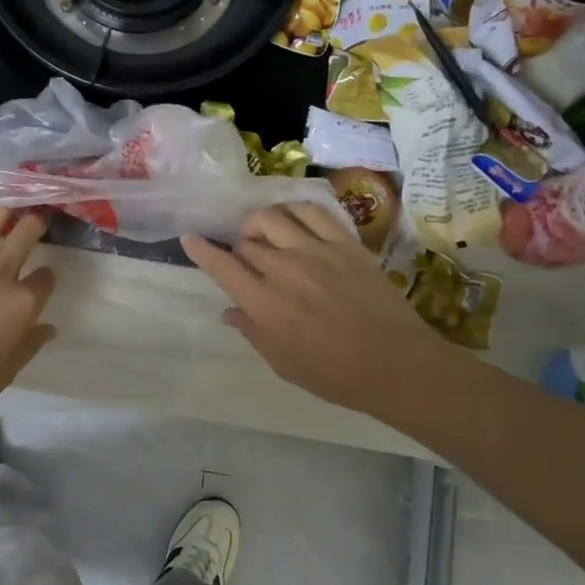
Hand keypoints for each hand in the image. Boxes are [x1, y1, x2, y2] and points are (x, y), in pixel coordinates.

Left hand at [0, 207, 57, 423]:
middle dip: (34, 226)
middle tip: (31, 225)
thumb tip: (49, 328)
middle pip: (25, 234)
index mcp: (22, 303)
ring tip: (0, 214)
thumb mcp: (8, 370)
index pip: (46, 277)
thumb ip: (30, 343)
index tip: (42, 278)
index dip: (46, 277)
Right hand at [182, 204, 442, 417]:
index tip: (189, 238)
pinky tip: (292, 219)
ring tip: (264, 234)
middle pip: (246, 243)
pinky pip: (312, 212)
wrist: (395, 363)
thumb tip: (229, 312)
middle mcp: (282, 269)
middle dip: (238, 249)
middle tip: (245, 260)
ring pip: (272, 217)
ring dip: (259, 223)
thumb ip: (252, 332)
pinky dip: (294, 210)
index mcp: (263, 303)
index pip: (221, 266)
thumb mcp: (282, 363)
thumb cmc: (334, 374)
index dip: (201, 250)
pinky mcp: (344, 243)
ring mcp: (315, 251)